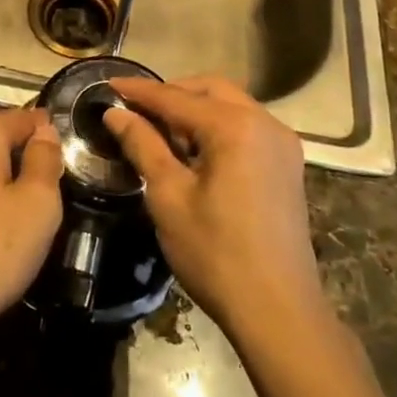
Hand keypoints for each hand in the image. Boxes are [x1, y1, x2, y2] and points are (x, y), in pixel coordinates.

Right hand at [104, 76, 325, 339]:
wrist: (279, 312)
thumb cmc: (216, 254)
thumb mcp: (168, 197)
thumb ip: (143, 146)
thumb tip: (116, 113)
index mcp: (234, 126)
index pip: (176, 97)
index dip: (139, 91)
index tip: (108, 84)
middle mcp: (264, 123)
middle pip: (210, 89)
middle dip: (171, 94)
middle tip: (136, 109)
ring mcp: (282, 143)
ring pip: (231, 105)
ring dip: (195, 109)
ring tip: (161, 132)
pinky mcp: (287, 164)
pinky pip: (246, 127)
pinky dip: (217, 126)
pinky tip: (195, 152)